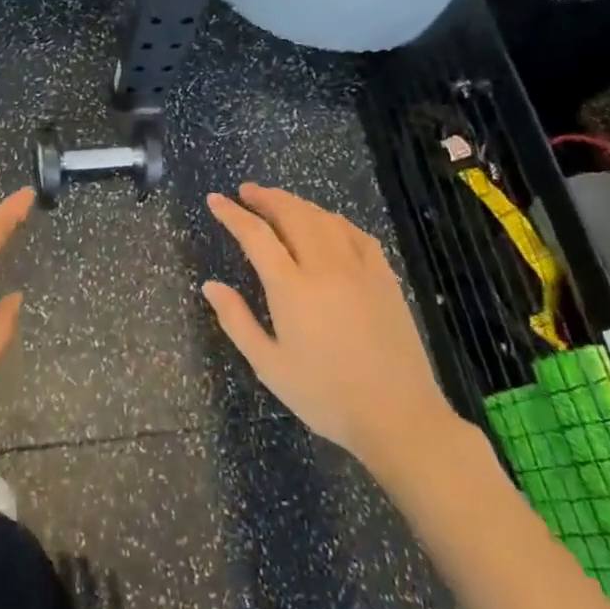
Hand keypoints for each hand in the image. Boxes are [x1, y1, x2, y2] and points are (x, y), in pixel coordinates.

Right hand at [204, 184, 464, 473]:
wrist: (399, 417)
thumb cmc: (325, 396)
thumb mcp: (269, 366)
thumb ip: (237, 321)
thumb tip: (210, 286)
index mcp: (291, 288)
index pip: (255, 236)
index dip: (232, 214)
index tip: (215, 199)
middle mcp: (324, 267)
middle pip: (292, 215)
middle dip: (266, 198)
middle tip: (246, 191)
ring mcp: (359, 269)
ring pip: (324, 219)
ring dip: (297, 204)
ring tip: (279, 202)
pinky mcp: (385, 278)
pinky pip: (356, 234)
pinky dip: (334, 220)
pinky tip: (327, 224)